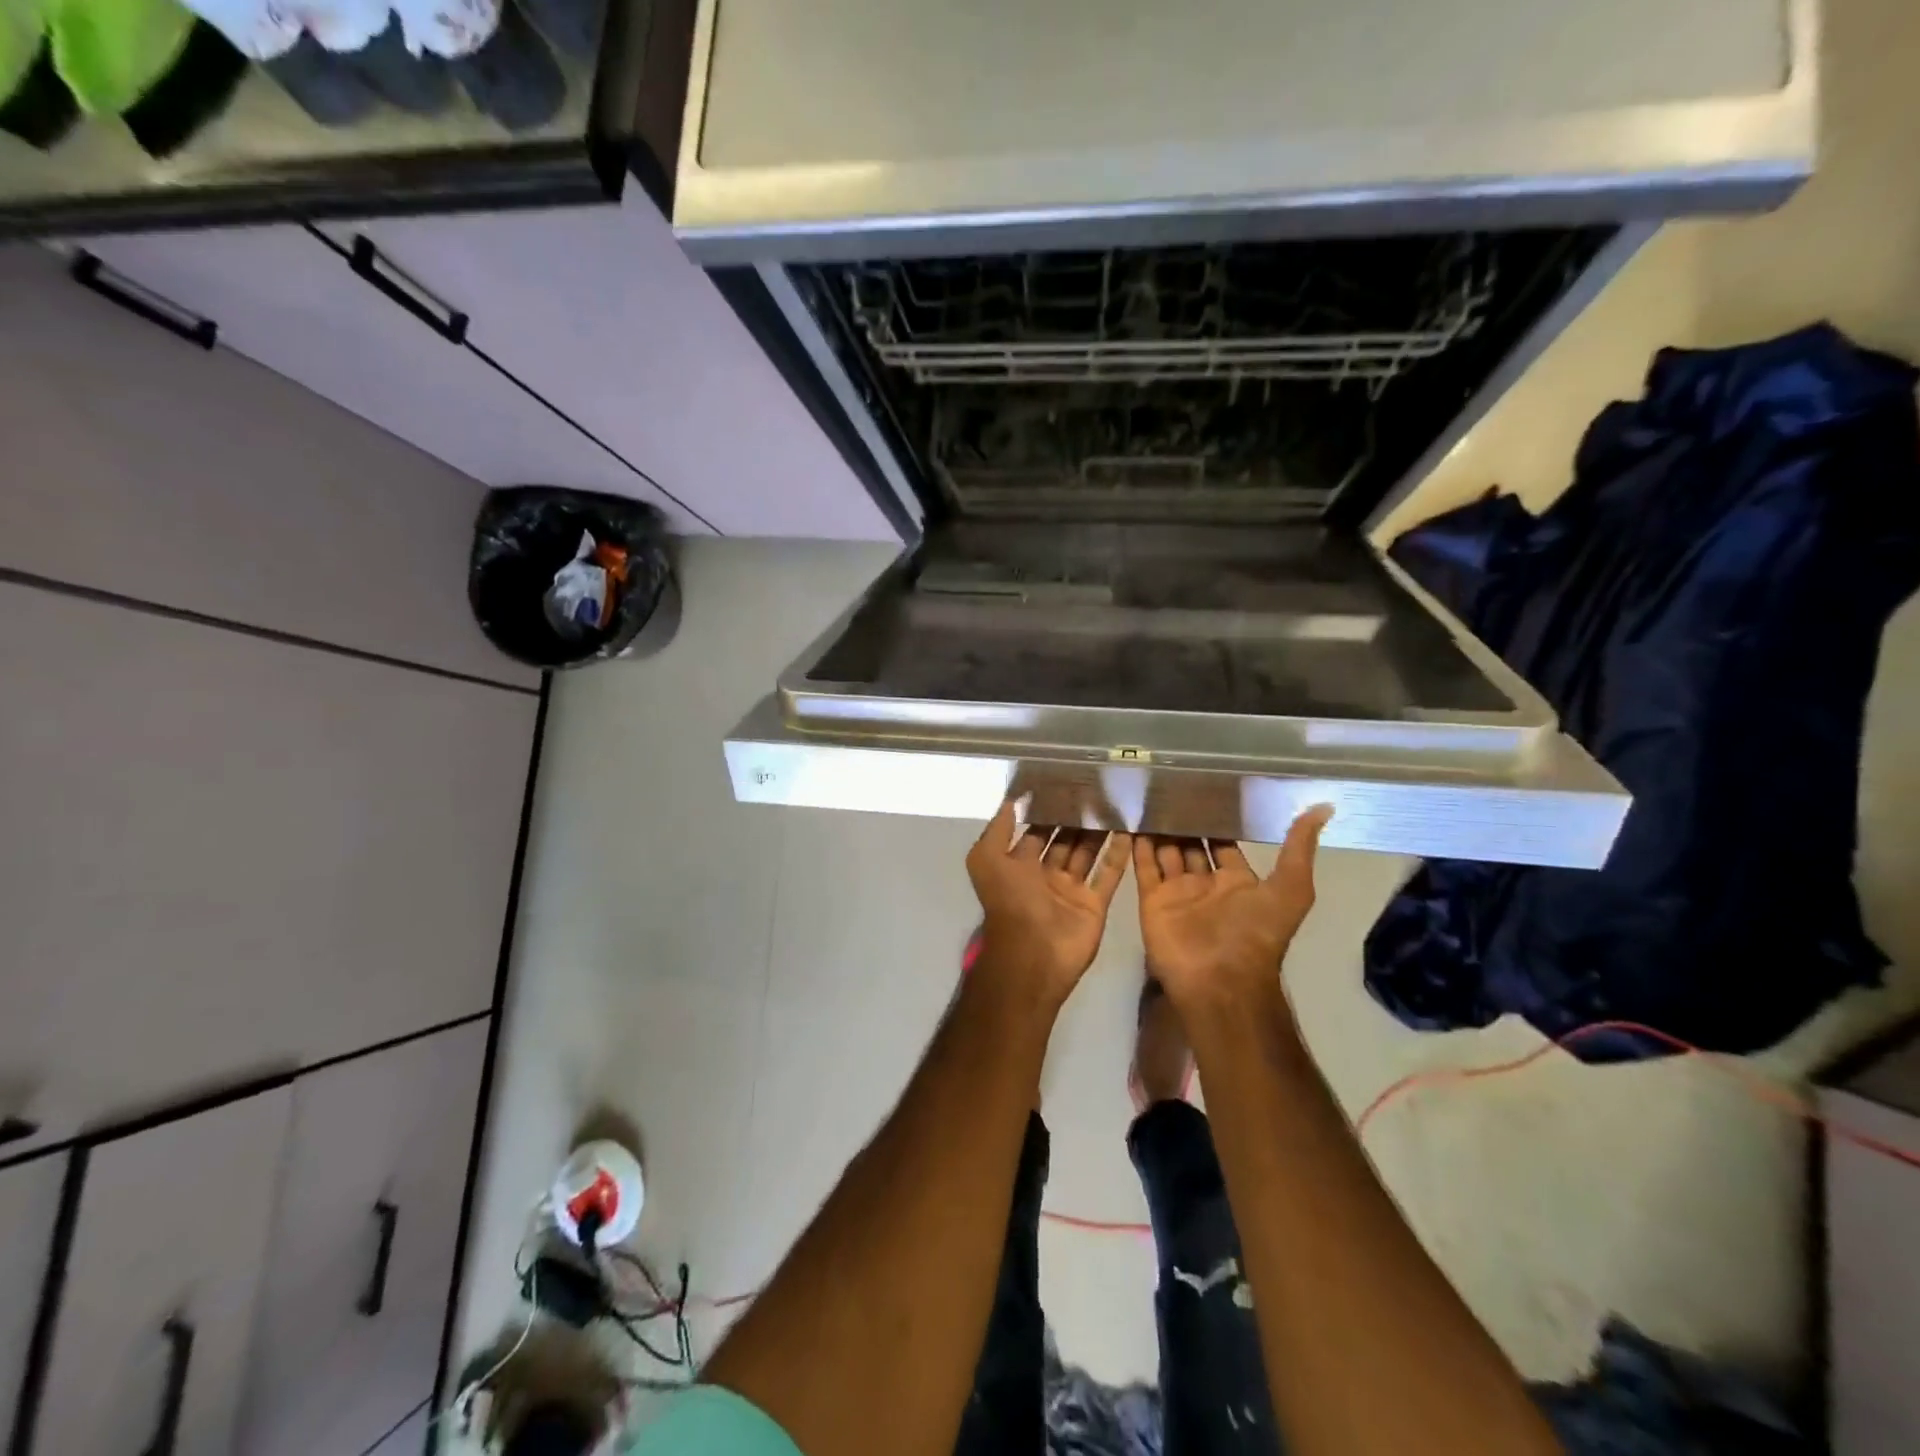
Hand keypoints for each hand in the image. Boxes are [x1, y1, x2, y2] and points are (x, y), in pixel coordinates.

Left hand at [966, 802, 1129, 1009]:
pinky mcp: (1094, 904)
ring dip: (1098, 831)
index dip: (1047, 810)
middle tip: (1097, 789)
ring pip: (1087, 853)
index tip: (1065, 784)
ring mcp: (1071, 890)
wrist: (1033, 954)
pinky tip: (1129, 830)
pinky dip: (1118, 855)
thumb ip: (998, 829)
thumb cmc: (1009, 901)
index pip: (1035, 831)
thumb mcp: (987, 860)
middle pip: (1063, 840)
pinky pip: (1108, 875)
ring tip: (1115, 802)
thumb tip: (1011, 800)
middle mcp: (1044, 875)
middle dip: (1076, 818)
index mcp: (1018, 865)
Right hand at [1135, 807, 1331, 1012]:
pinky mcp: (1152, 901)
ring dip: (1159, 828)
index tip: (1205, 788)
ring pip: (1166, 852)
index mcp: (1238, 882)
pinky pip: (1143, 867)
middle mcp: (1206, 885)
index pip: (1224, 843)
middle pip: (1191, 846)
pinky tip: (1131, 818)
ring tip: (1148, 794)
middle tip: (1171, 786)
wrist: (1220, 981)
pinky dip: (1137, 845)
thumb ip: (1298, 849)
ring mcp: (1177, 893)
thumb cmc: (1256, 934)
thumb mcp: (1291, 889)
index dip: (1216, 819)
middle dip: (1183, 821)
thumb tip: (1324, 808)